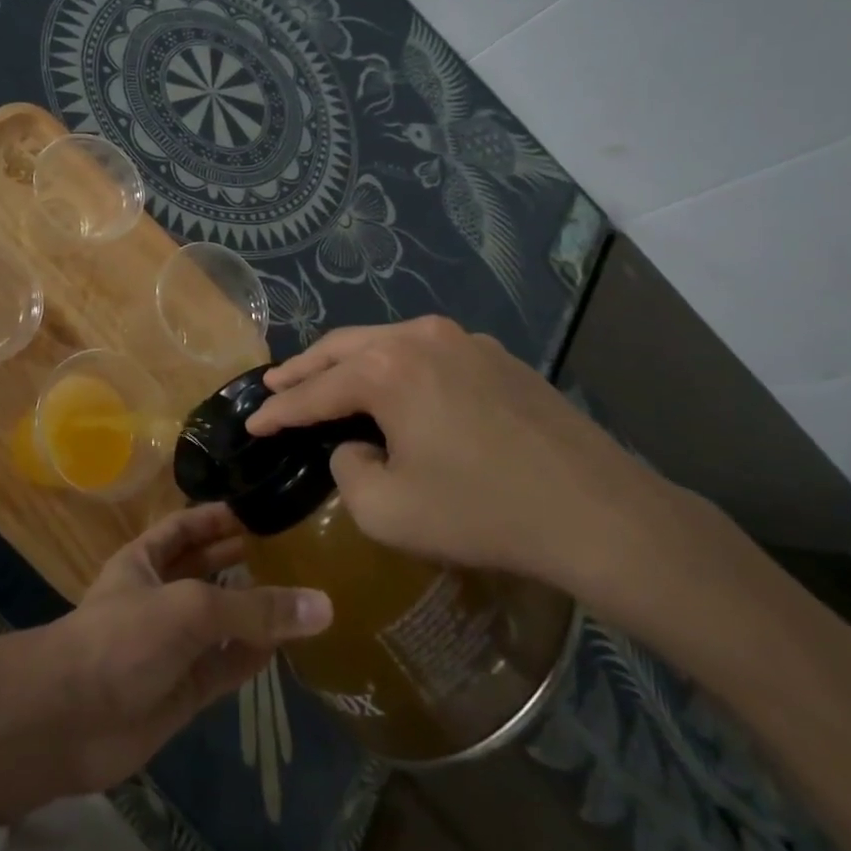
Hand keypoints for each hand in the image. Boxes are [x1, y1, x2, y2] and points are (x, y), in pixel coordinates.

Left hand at [33, 503, 331, 793]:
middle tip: (288, 548)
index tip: (257, 508)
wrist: (70, 720)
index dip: (215, 517)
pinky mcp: (181, 692)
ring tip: (297, 593)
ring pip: (218, 622)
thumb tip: (322, 604)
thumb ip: (254, 608)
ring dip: (251, 611)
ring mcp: (169, 646)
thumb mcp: (189, 608)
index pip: (184, 527)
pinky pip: (223, 669)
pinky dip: (250, 658)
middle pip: (203, 571)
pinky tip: (282, 647)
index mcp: (144, 560)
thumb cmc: (122, 637)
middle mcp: (158, 596)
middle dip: (237, 560)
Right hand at [249, 317, 688, 599]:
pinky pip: (425, 353)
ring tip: (325, 380)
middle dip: (304, 368)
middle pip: (343, 348)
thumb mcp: (389, 510)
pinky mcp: (494, 355)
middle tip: (275, 385)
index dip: (279, 410)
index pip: (315, 389)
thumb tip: (355, 445)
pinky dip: (394, 367)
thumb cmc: (483, 512)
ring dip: (349, 363)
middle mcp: (418, 337)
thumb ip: (349, 471)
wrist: (599, 513)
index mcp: (386, 369)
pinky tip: (394, 388)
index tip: (252, 422)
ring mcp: (461, 339)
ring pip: (384, 342)